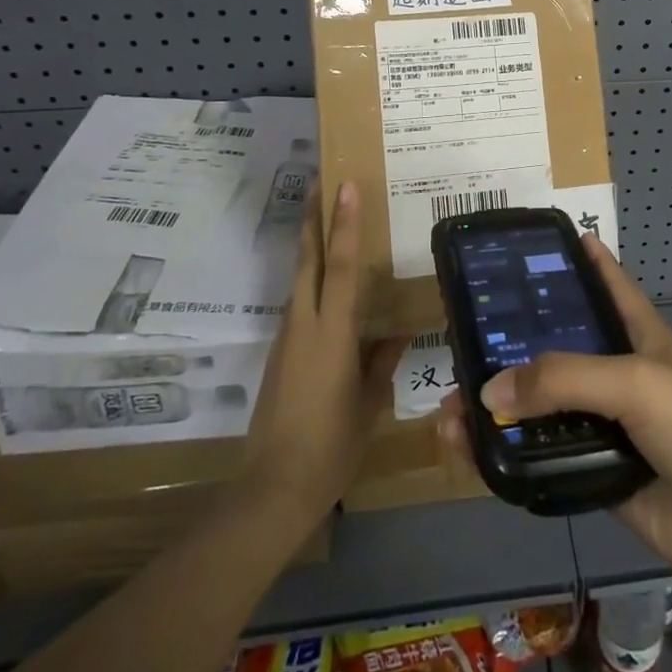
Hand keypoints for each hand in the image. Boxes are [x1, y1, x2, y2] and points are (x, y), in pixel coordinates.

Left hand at [243, 182, 407, 521]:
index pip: (342, 265)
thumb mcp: (369, 402)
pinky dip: (312, 280)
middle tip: (320, 181)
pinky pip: (300, 303)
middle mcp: (304, 324)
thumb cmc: (331, 445)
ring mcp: (287, 338)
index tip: (345, 185)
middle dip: (313, 218)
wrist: (271, 489)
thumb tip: (400, 330)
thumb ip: (383, 360)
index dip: (345, 223)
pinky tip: (328, 285)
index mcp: (331, 332)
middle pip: (308, 259)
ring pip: (300, 279)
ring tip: (328, 221)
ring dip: (311, 246)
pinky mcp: (279, 354)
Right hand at [436, 234, 671, 606]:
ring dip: (501, 410)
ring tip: (450, 410)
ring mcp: (610, 430)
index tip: (542, 242)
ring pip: (545, 412)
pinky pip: (547, 462)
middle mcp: (621, 377)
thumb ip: (564, 379)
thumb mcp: (637, 382)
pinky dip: (512, 459)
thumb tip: (489, 390)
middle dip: (515, 346)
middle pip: (560, 352)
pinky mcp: (599, 477)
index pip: (609, 285)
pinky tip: (474, 454)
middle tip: (461, 340)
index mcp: (641, 337)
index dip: (582, 261)